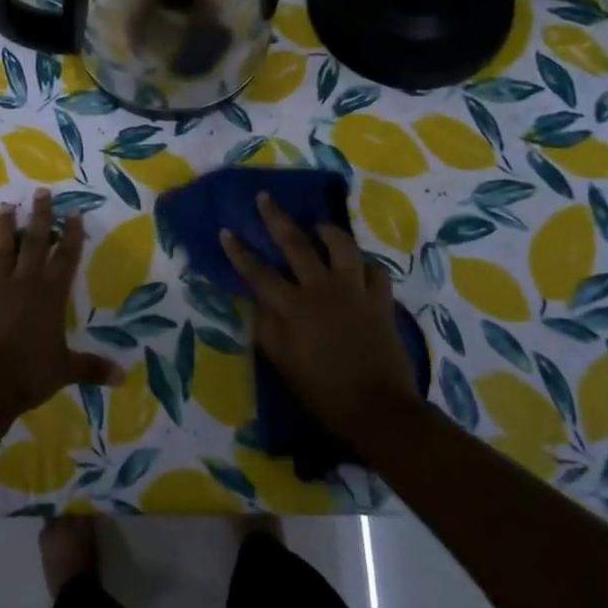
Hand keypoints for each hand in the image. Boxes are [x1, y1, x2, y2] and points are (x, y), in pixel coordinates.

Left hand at [0, 190, 123, 416]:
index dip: (72, 234)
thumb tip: (122, 377)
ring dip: (5, 229)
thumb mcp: (65, 370)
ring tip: (6, 206)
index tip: (74, 211)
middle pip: (34, 242)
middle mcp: (24, 283)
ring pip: (1, 251)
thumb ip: (91, 367)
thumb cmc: (29, 373)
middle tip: (41, 192)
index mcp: (50, 295)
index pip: (65, 257)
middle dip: (39, 216)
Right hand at [220, 191, 420, 442]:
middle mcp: (322, 288)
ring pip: (342, 247)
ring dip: (328, 231)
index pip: (258, 272)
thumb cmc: (322, 391)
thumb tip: (257, 301)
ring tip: (318, 226)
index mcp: (293, 306)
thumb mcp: (282, 363)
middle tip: (265, 198)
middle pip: (296, 244)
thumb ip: (266, 327)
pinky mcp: (381, 301)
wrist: (378, 409)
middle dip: (276, 218)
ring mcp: (355, 291)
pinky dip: (364, 264)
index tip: (226, 231)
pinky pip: (375, 271)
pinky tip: (358, 265)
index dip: (239, 252)